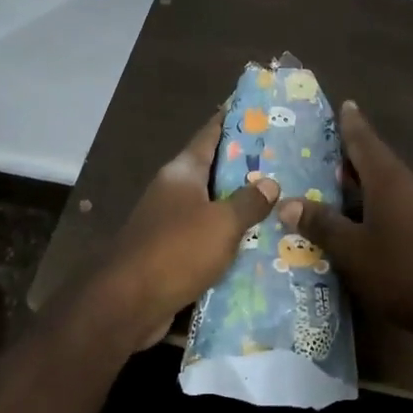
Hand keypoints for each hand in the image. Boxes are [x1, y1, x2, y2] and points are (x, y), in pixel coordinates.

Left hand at [96, 112, 279, 348]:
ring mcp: (169, 222)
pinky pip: (206, 238)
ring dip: (239, 206)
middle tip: (285, 161)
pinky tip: (257, 244)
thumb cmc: (177, 250)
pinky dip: (228, 238)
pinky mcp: (170, 253)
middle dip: (245, 167)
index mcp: (182, 172)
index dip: (232, 120)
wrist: (127, 303)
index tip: (257, 109)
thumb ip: (248, 201)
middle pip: (213, 171)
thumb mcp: (222, 223)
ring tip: (280, 202)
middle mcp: (173, 191)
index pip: (210, 134)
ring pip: (211, 206)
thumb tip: (270, 183)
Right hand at [278, 101, 412, 341]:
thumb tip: (287, 202)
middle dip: (348, 156)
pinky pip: (393, 208)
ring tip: (329, 188)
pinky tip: (356, 225)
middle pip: (374, 163)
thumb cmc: (405, 271)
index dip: (351, 124)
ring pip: (383, 188)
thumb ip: (322, 225)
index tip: (344, 103)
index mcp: (388, 180)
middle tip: (319, 150)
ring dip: (358, 186)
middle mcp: (407, 187)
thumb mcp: (353, 250)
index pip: (364, 141)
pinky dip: (371, 208)